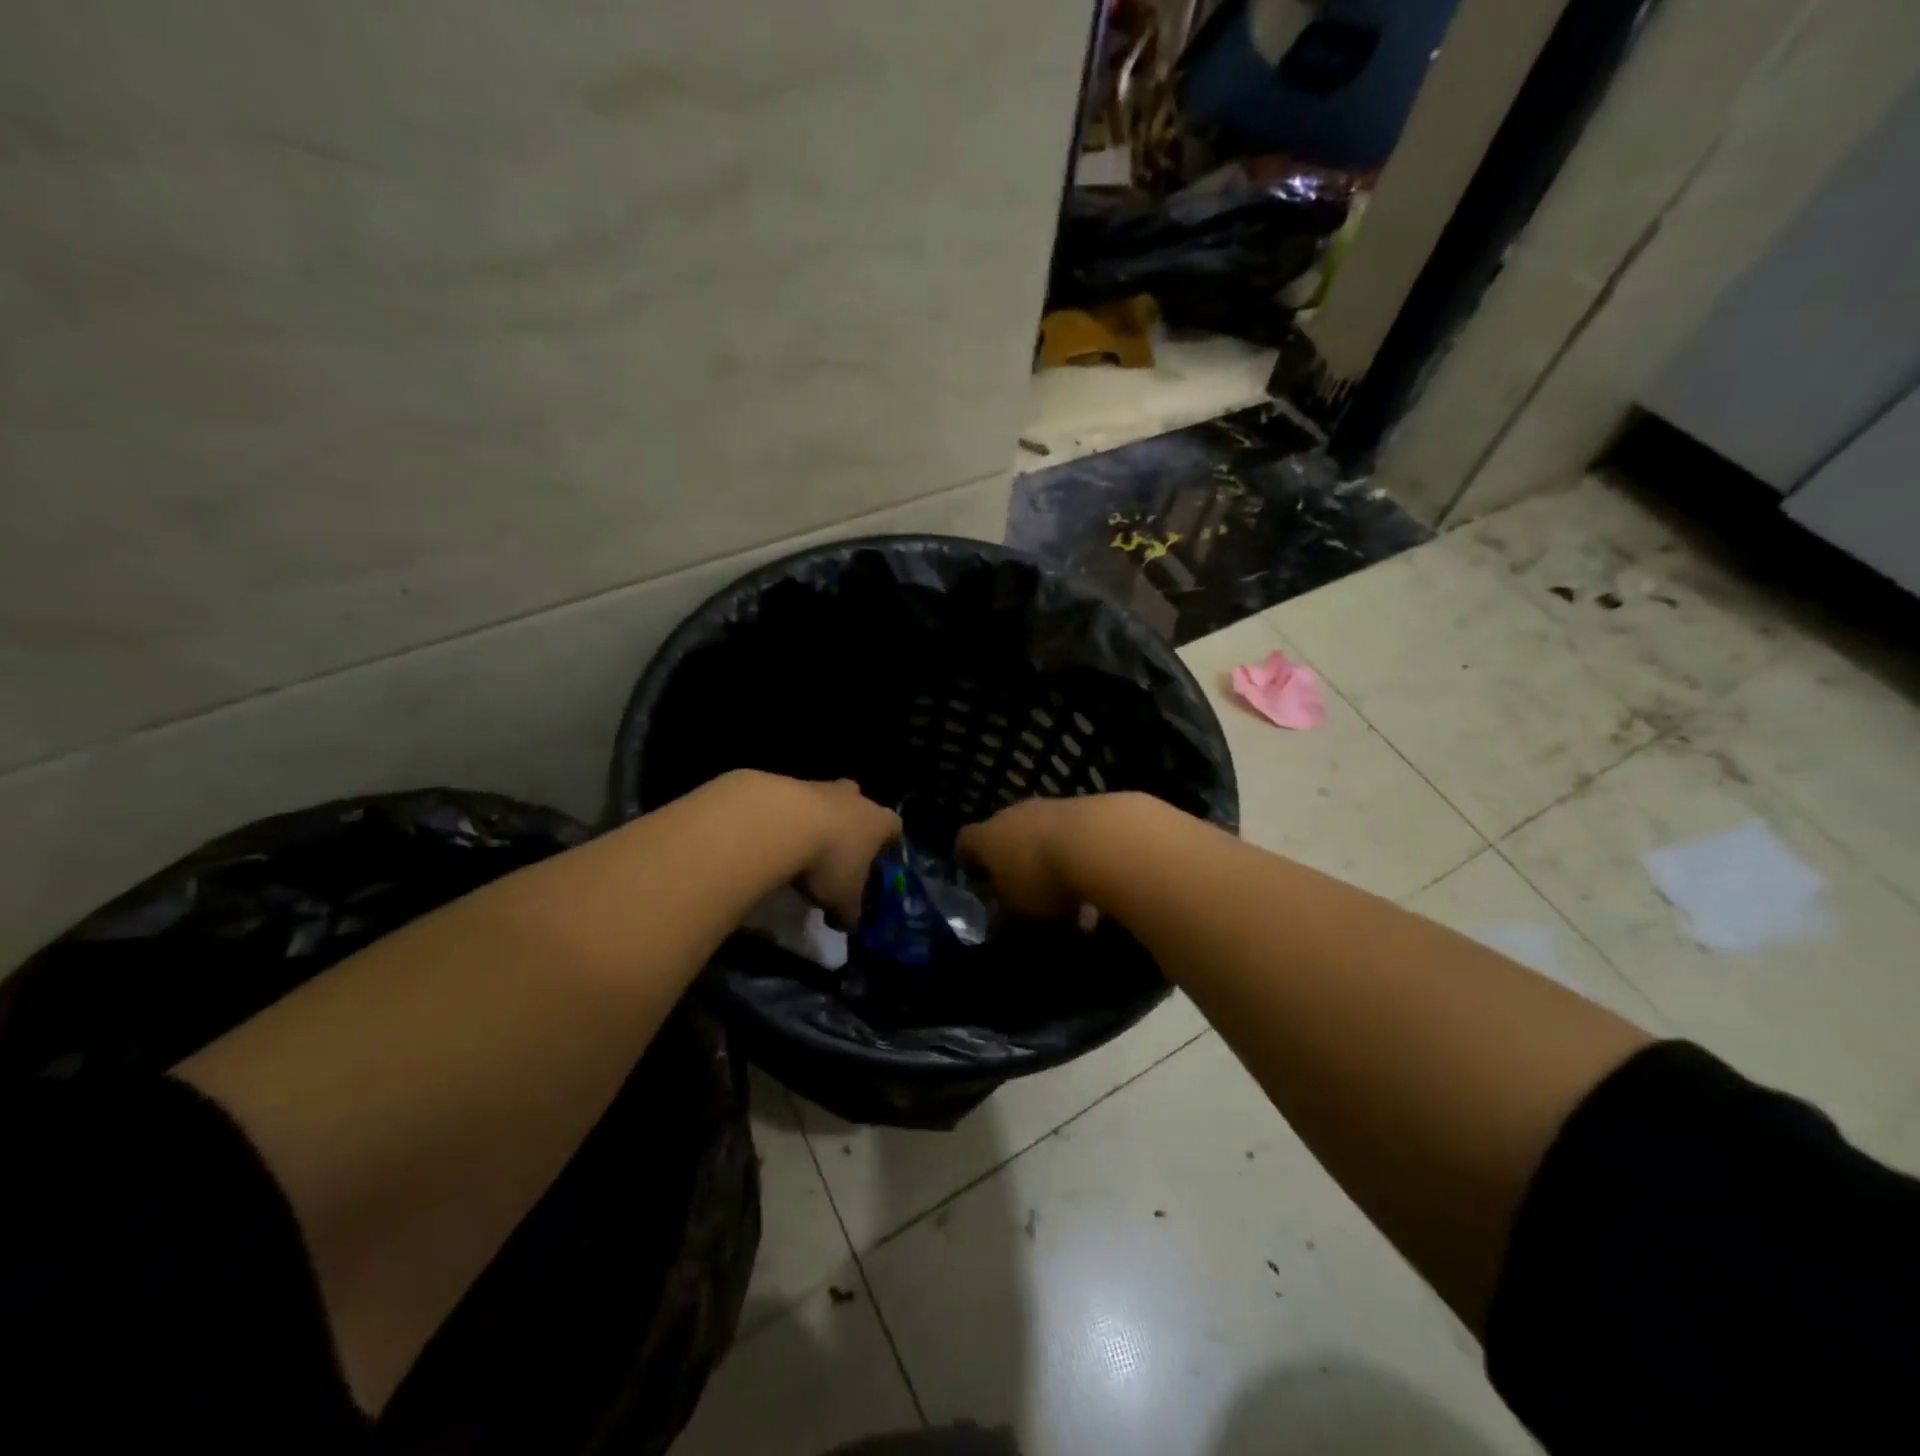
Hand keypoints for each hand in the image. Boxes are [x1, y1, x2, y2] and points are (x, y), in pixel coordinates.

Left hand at [795, 779, 901, 925]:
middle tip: (840, 852)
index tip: (878, 861)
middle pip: (861, 806)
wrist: (781, 824)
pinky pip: (795, 803)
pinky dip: (790, 819)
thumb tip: (850, 924)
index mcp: (879, 822)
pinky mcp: (788, 784)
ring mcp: (821, 786)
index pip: (895, 827)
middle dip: (853, 826)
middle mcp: (855, 798)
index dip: (888, 844)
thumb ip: (851, 913)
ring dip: (819, 820)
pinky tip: (778, 841)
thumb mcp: (843, 900)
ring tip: (804, 850)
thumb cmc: (829, 861)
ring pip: (827, 801)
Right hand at [958, 796, 1099, 924]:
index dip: (968, 861)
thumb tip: (999, 920)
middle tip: (1028, 897)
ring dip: (1053, 868)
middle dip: (1017, 867)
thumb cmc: (1040, 879)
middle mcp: (1012, 815)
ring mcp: (1049, 808)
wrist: (1097, 841)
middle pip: (1007, 838)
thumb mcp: (1016, 912)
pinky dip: (1080, 863)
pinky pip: (1073, 840)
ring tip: (1074, 908)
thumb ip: (1003, 917)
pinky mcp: (1083, 807)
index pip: (965, 842)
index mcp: (986, 837)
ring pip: (1043, 840)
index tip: (978, 880)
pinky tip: (1098, 893)